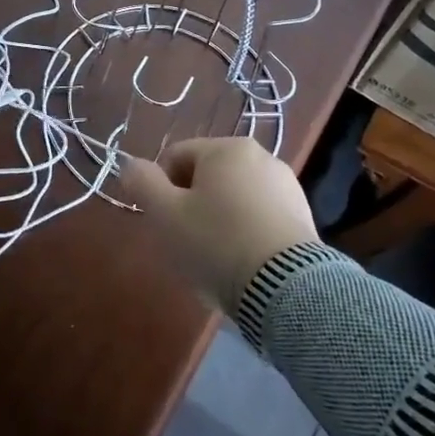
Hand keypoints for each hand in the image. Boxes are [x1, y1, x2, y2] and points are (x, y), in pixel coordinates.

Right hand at [120, 138, 317, 313]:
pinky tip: (241, 261)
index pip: (175, 157)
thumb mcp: (165, 213)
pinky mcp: (303, 216)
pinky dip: (244, 232)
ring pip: (234, 197)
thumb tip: (131, 165)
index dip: (159, 188)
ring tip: (214, 256)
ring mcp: (286, 186)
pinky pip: (259, 216)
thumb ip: (141, 182)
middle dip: (190, 204)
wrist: (287, 288)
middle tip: (184, 240)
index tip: (162, 221)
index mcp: (226, 148)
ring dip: (217, 218)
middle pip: (206, 176)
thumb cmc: (217, 242)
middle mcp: (260, 156)